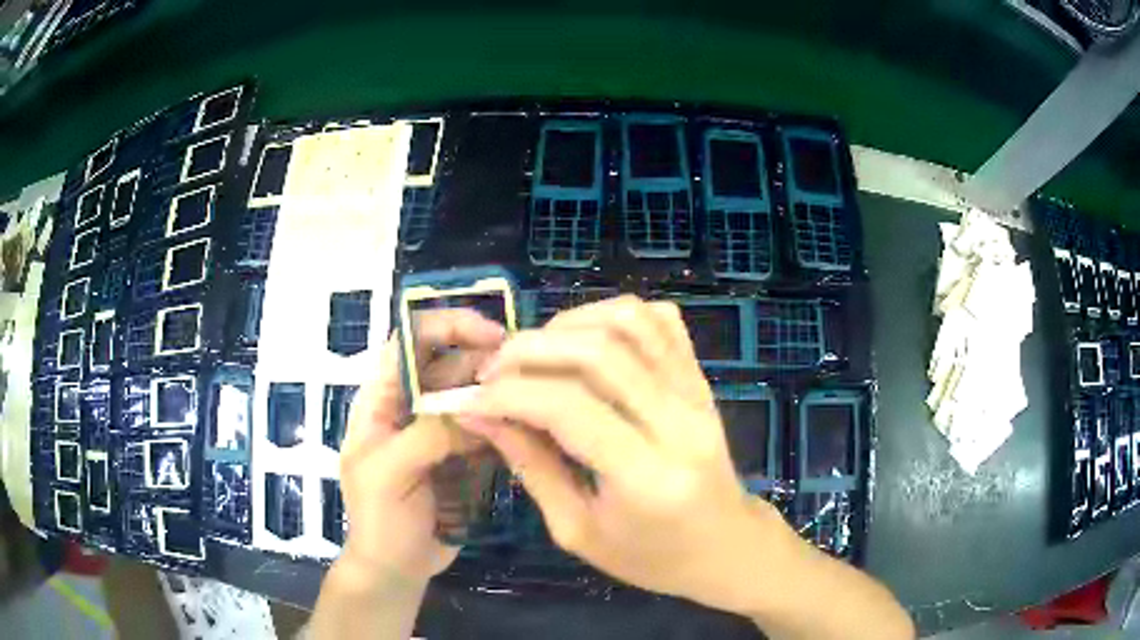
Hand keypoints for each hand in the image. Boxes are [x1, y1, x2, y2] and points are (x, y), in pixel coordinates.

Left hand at [336, 308, 505, 588]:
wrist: (396, 568)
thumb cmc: (379, 519)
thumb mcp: (390, 473)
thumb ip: (427, 435)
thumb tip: (478, 406)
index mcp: (382, 400)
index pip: (409, 342)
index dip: (447, 326)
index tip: (493, 335)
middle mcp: (412, 407)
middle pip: (450, 364)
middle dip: (485, 362)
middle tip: (527, 375)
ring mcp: (439, 432)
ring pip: (473, 396)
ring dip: (500, 395)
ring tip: (533, 402)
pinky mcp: (462, 455)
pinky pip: (487, 428)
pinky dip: (506, 425)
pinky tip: (528, 430)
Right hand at [457, 296, 789, 613]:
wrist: (725, 547)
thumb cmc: (651, 557)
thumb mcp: (577, 531)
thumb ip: (531, 467)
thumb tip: (482, 414)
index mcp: (647, 477)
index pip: (568, 408)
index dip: (510, 393)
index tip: (473, 397)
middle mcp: (679, 423)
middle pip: (599, 351)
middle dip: (531, 349)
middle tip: (494, 370)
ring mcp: (698, 394)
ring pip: (631, 322)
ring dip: (570, 324)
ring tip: (536, 352)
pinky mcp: (704, 381)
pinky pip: (662, 322)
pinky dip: (615, 317)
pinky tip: (587, 342)